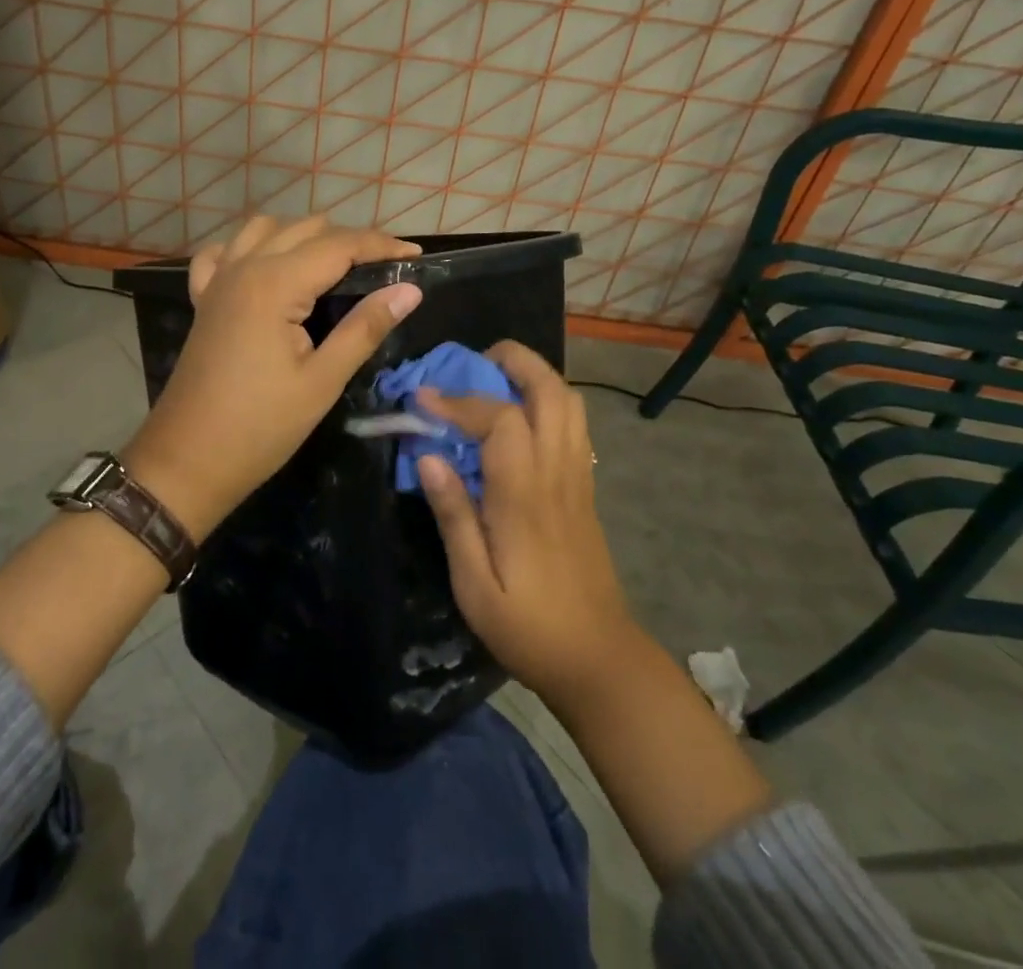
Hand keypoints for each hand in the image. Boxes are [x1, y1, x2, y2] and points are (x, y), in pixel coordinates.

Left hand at [124, 215, 422, 538]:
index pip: (340, 245)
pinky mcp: (204, 299)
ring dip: (303, 236)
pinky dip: (251, 249)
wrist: (187, 461)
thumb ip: (365, 328)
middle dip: (350, 240)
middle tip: (383, 270)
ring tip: (333, 266)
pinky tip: (267, 268)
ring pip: (265, 229)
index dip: (381, 245)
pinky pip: (225, 252)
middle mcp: (245, 267)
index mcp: (275, 284)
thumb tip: (409, 290)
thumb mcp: (322, 381)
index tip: (416, 255)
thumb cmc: (260, 427)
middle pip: (306, 229)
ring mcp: (218, 280)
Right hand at [415, 341, 642, 708]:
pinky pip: (574, 425)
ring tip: (495, 380)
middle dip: (514, 361)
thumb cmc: (529, 628)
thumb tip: (429, 456)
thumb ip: (453, 515)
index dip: (459, 400)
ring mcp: (578, 478)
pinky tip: (520, 419)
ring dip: (535, 376)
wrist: (600, 660)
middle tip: (473, 363)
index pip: (499, 419)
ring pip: (569, 402)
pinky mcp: (585, 488)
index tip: (422, 398)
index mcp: (525, 495)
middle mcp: (557, 473)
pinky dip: (549, 401)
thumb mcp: (473, 585)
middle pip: (551, 391)